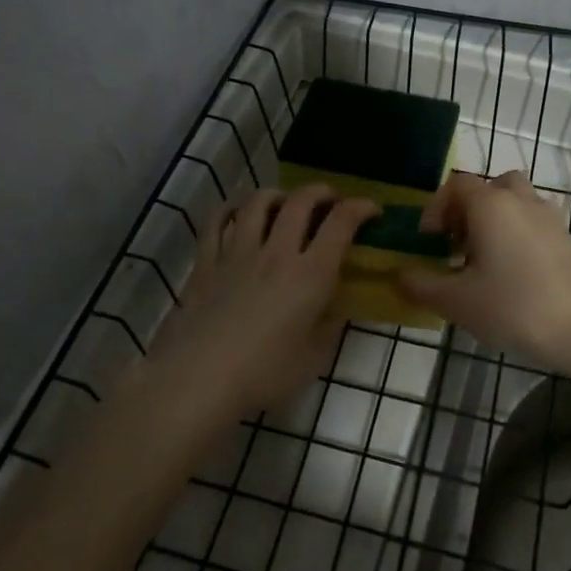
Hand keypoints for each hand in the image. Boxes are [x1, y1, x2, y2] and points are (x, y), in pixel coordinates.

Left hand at [150, 184, 379, 418]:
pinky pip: (217, 221)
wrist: (199, 378)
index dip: (360, 208)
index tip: (372, 209)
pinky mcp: (206, 261)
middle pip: (301, 201)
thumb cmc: (263, 374)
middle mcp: (276, 252)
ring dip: (279, 195)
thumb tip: (335, 306)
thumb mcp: (313, 358)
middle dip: (322, 192)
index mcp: (310, 275)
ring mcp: (238, 252)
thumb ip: (328, 326)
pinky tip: (237, 214)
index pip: (341, 223)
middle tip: (330, 201)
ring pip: (258, 202)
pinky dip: (231, 209)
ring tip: (285, 204)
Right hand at [397, 171, 570, 373]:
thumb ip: (421, 284)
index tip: (429, 241)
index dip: (435, 208)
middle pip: (487, 187)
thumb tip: (399, 274)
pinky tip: (512, 273)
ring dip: (493, 219)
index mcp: (491, 204)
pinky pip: (532, 221)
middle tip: (456, 245)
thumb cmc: (515, 308)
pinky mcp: (567, 239)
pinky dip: (516, 233)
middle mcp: (521, 200)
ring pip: (514, 201)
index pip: (455, 185)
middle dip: (465, 210)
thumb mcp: (457, 302)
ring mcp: (549, 217)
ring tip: (483, 257)